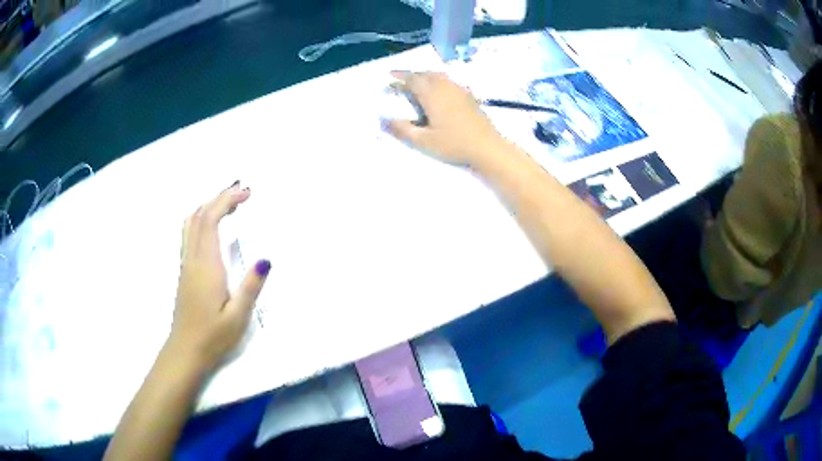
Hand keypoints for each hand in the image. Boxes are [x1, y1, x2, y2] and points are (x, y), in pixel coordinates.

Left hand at [169, 183, 270, 370]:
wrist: (185, 351)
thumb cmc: (213, 337)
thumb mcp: (238, 317)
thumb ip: (251, 287)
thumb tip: (265, 258)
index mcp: (207, 266)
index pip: (211, 220)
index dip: (227, 200)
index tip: (247, 194)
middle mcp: (193, 259)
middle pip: (200, 215)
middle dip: (220, 198)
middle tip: (243, 192)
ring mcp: (186, 264)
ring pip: (191, 223)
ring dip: (208, 206)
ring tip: (228, 203)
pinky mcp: (184, 272)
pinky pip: (189, 234)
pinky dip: (201, 219)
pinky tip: (211, 227)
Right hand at [385, 71, 505, 165]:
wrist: (487, 147)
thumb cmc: (453, 144)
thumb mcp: (423, 141)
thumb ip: (402, 129)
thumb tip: (383, 120)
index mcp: (432, 94)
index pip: (412, 79)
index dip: (399, 77)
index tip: (389, 78)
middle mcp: (445, 86)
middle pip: (426, 74)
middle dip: (412, 75)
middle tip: (401, 81)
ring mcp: (459, 90)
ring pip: (439, 76)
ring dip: (426, 76)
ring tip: (418, 84)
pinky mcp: (469, 96)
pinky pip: (450, 82)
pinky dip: (439, 82)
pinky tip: (440, 92)